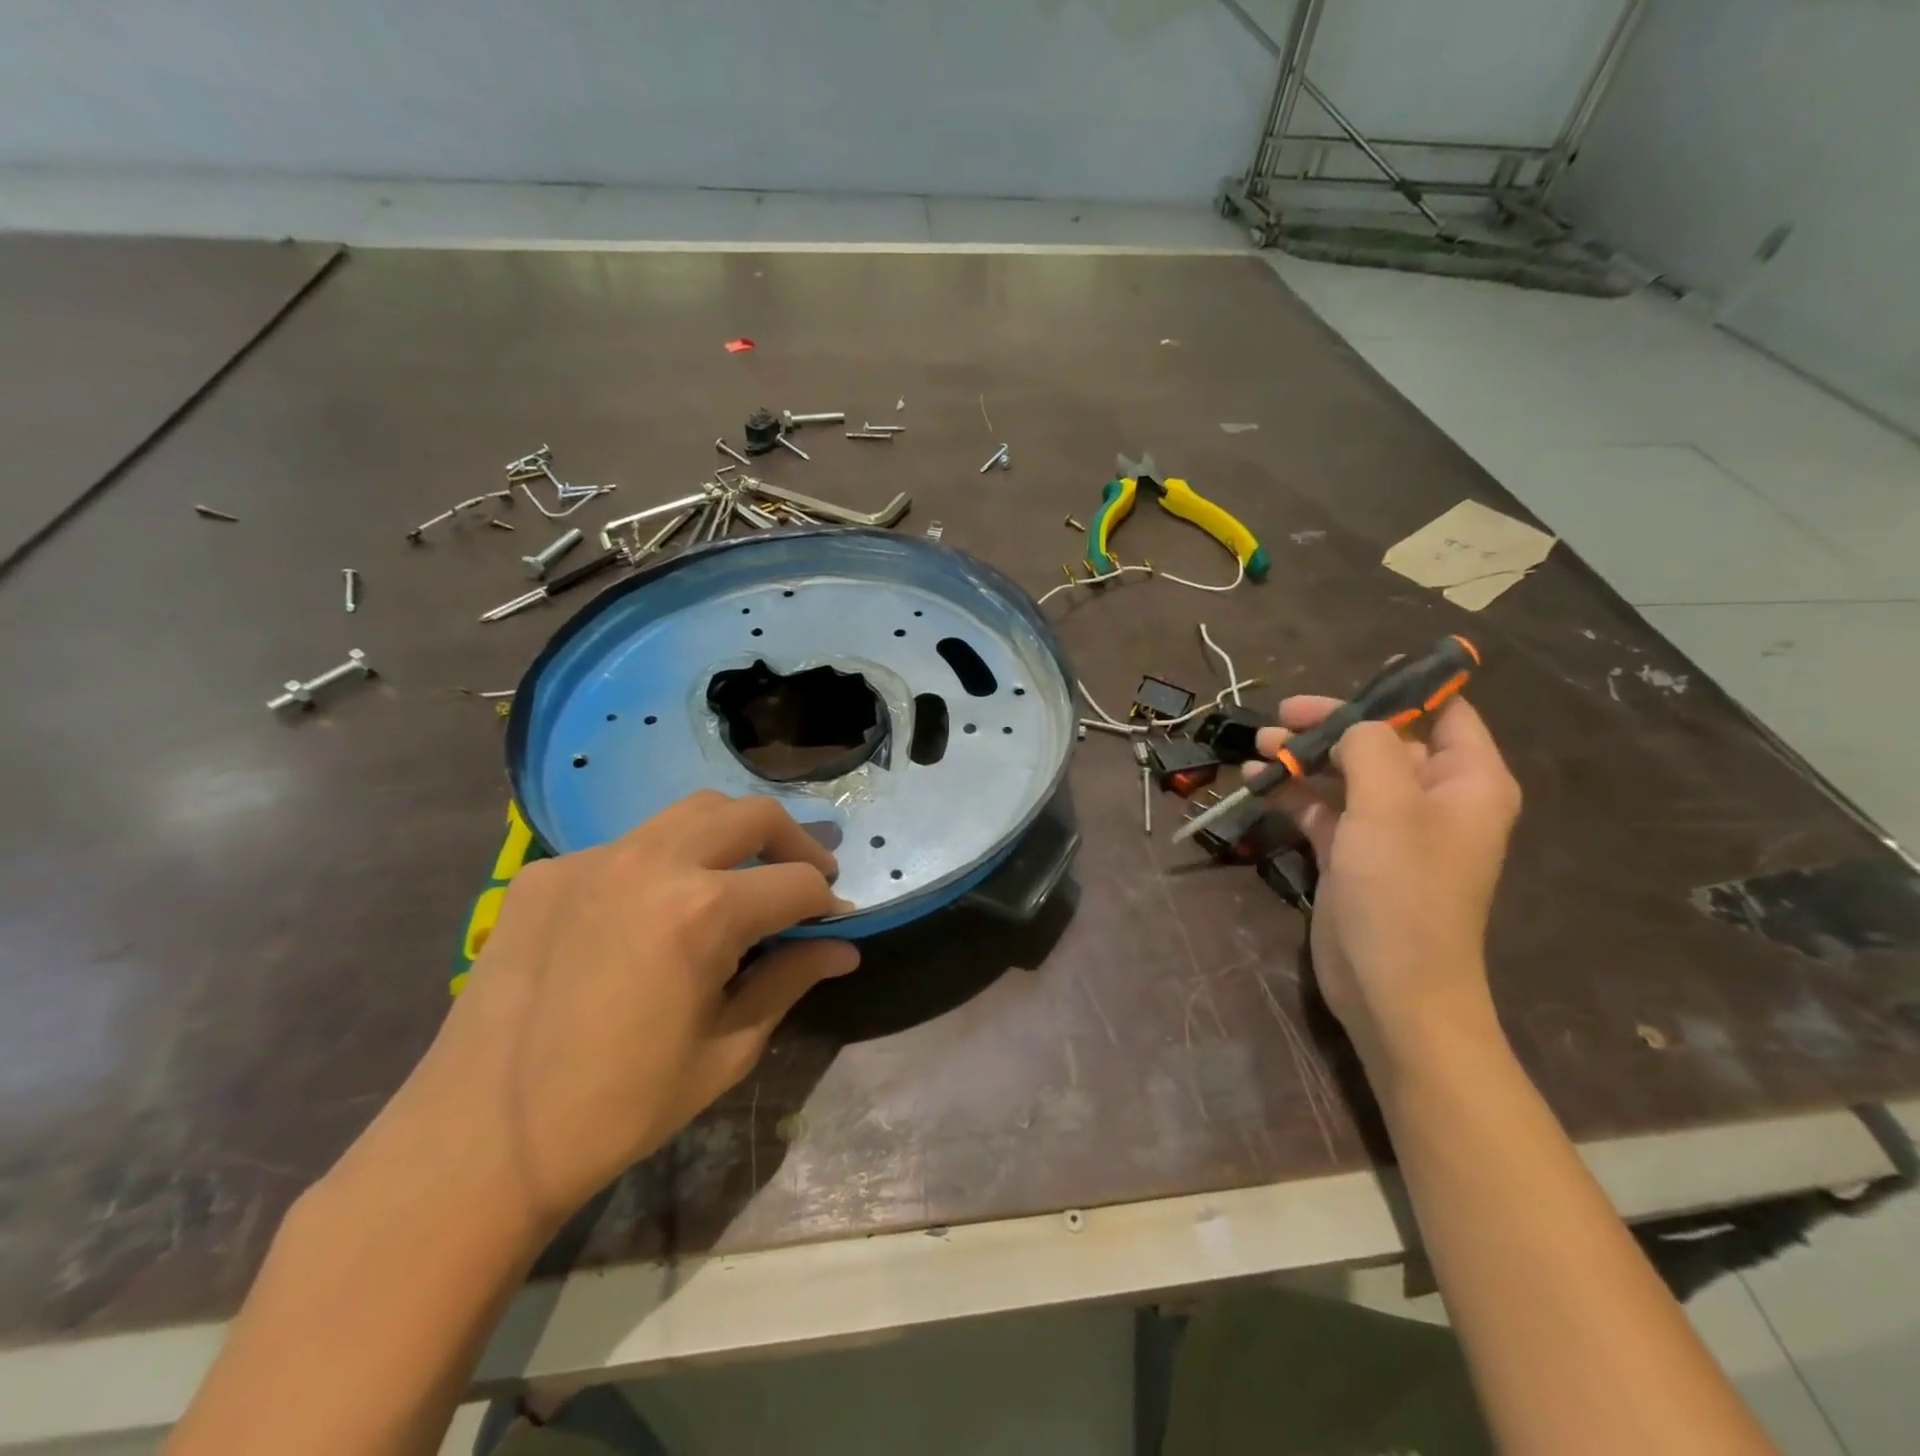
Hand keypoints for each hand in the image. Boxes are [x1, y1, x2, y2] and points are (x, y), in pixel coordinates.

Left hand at [397, 791, 857, 1225]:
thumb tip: (843, 949)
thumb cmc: (619, 1107)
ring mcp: (594, 858)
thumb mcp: (726, 1051)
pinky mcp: (549, 870)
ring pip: (691, 811)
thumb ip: (790, 980)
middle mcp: (653, 862)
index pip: (796, 882)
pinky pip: (629, 844)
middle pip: (752, 815)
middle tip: (804, 880)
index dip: (827, 903)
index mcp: (703, 911)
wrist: (481, 1140)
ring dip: (733, 835)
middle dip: (794, 843)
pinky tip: (653, 911)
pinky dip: (665, 862)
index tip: (833, 924)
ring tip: (740, 878)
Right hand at [1251, 695, 1519, 1065]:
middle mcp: (1431, 799)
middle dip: (1332, 724)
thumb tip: (1351, 726)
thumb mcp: (1388, 806)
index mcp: (1466, 781)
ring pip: (1345, 773)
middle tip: (1283, 713)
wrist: (1391, 988)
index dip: (1407, 688)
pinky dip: (1293, 792)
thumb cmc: (1402, 891)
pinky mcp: (1353, 853)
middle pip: (1382, 740)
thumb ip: (1370, 748)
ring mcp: (1389, 828)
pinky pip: (1323, 808)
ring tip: (1259, 746)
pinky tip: (1257, 781)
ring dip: (1303, 756)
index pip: (1447, 714)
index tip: (1359, 671)